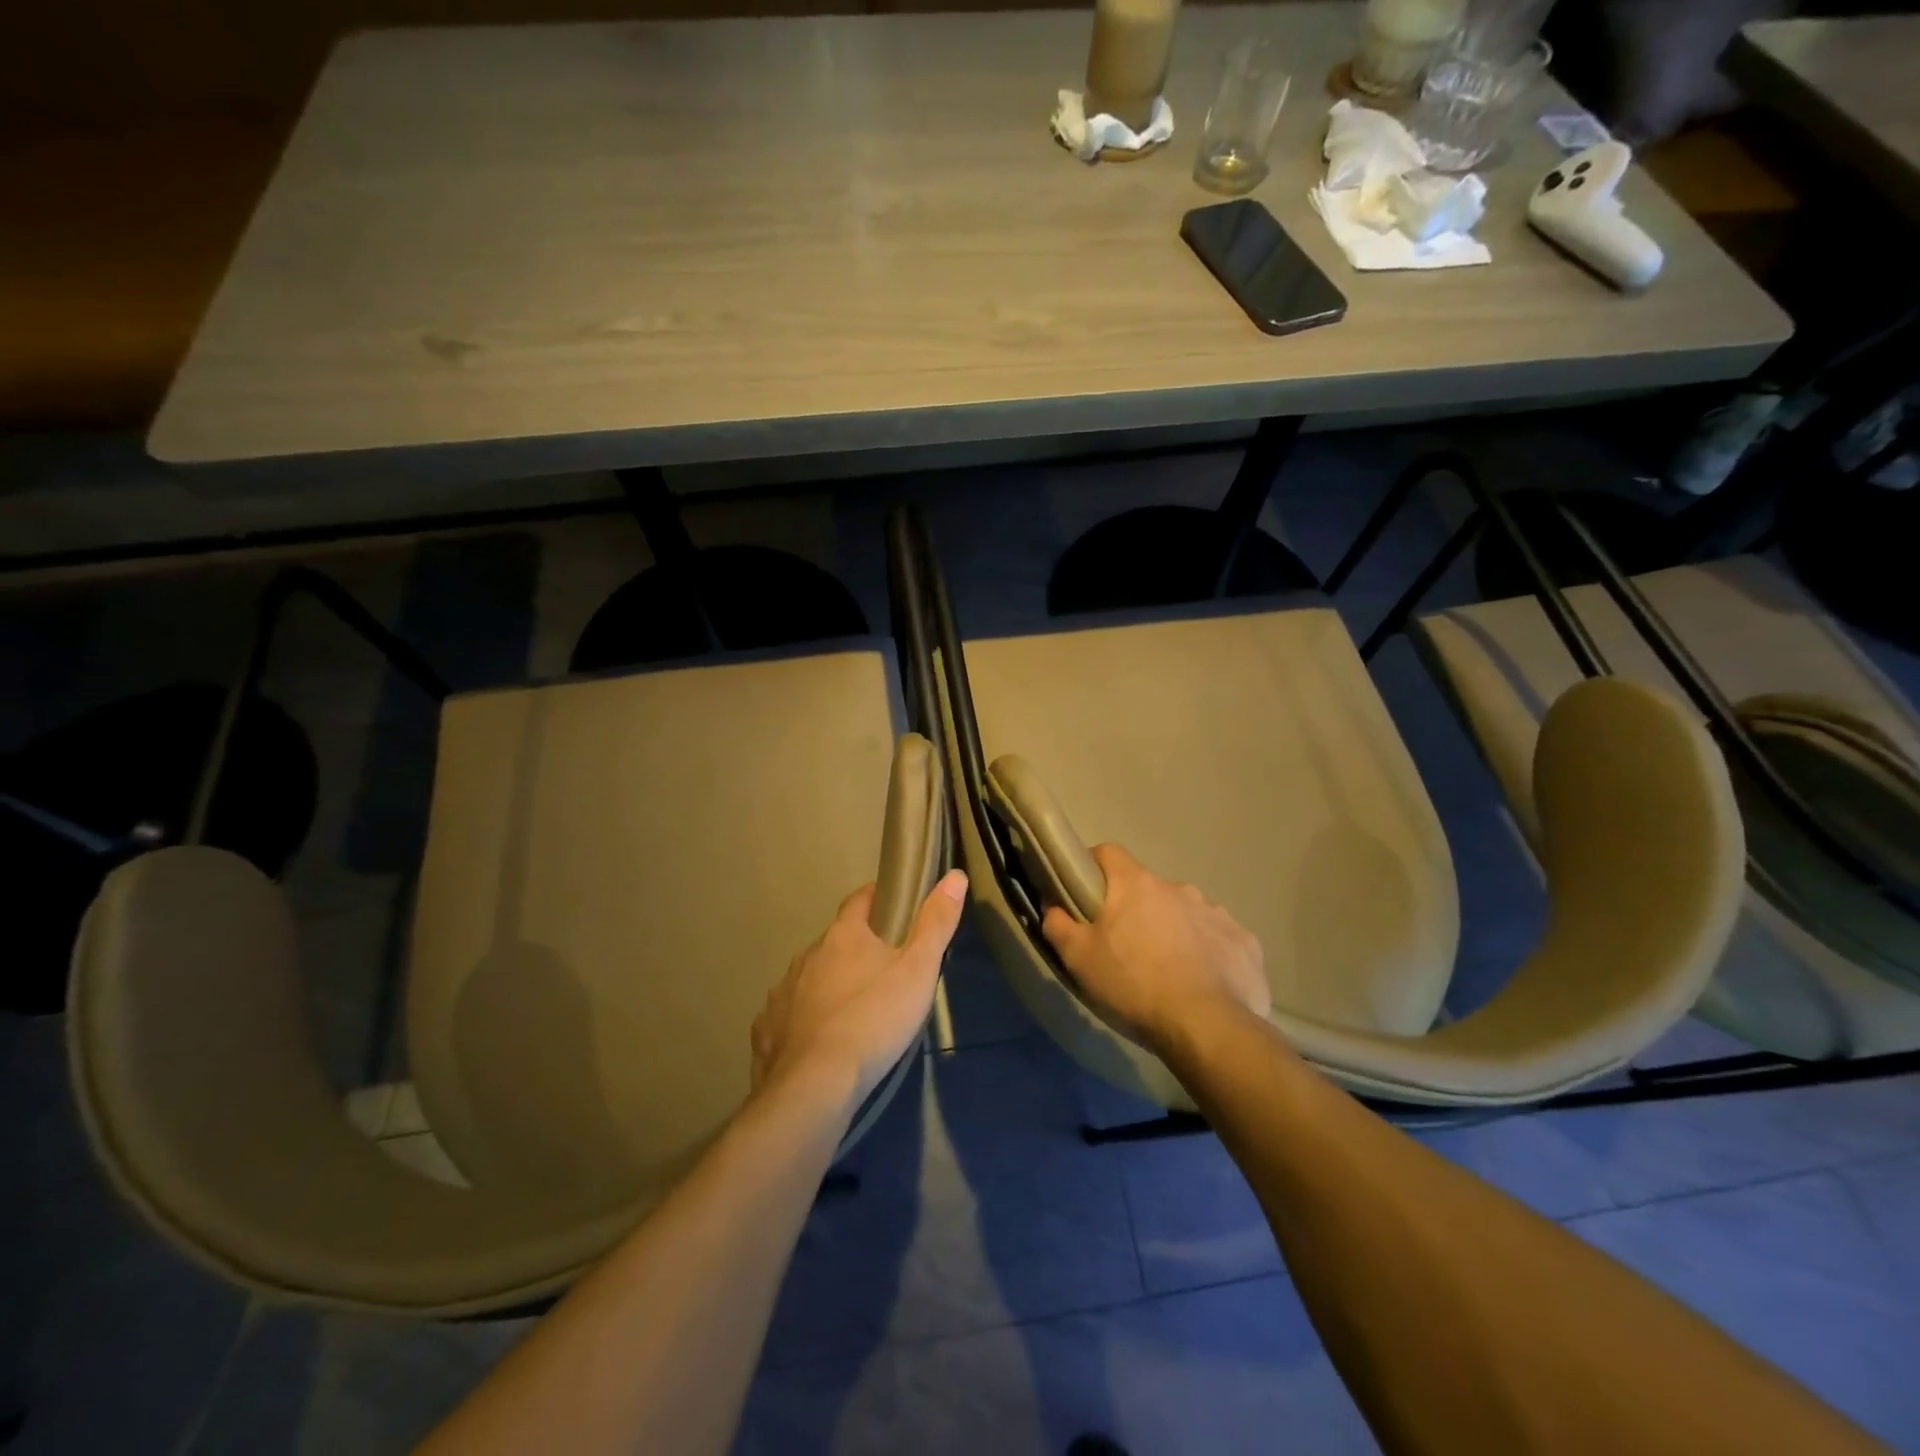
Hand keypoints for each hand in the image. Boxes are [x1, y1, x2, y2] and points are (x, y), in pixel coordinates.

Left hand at [751, 869, 967, 1103]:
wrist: (815, 1085)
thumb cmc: (874, 1019)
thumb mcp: (918, 970)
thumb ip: (936, 923)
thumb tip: (955, 876)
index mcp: (843, 936)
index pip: (859, 901)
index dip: (876, 898)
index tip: (893, 906)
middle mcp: (807, 955)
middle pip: (834, 942)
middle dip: (855, 950)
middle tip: (882, 971)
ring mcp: (783, 992)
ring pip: (810, 978)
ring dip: (828, 985)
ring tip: (853, 1011)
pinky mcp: (767, 1031)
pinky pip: (788, 1016)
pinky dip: (803, 1021)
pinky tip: (818, 1043)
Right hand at [1042, 844, 1268, 1053]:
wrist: (1208, 1027)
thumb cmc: (1134, 986)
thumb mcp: (1078, 959)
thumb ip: (1059, 925)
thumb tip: (1053, 906)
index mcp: (1137, 885)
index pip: (1108, 853)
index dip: (1093, 868)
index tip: (1086, 894)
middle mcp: (1179, 888)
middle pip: (1148, 889)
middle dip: (1136, 911)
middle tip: (1126, 948)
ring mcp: (1217, 913)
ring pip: (1185, 913)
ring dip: (1173, 931)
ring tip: (1167, 972)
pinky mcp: (1245, 942)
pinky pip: (1218, 939)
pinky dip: (1207, 954)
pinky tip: (1202, 984)